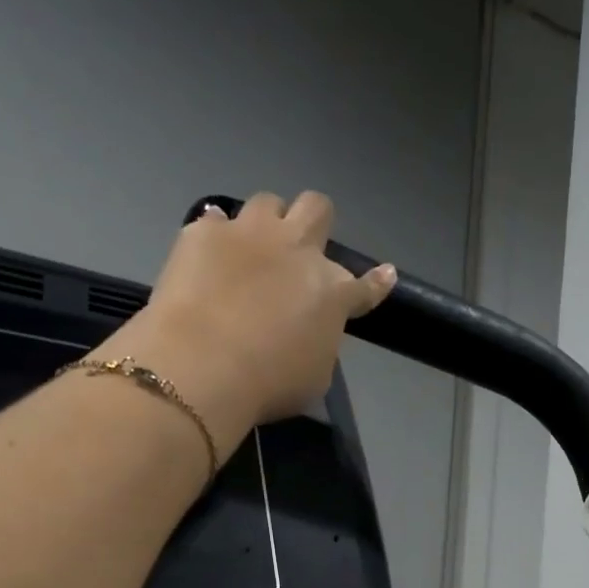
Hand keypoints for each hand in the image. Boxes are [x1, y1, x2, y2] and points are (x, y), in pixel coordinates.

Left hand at [105, 191, 395, 446]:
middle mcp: (298, 250)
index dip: (377, 281)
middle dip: (314, 224)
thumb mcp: (315, 376)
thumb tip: (310, 330)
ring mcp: (250, 234)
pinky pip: (216, 220)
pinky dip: (217, 237)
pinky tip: (209, 257)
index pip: (366, 284)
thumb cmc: (270, 385)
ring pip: (269, 202)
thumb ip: (320, 342)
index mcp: (333, 293)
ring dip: (267, 223)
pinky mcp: (204, 232)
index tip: (384, 274)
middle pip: (318, 208)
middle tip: (300, 249)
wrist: (204, 367)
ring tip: (253, 250)